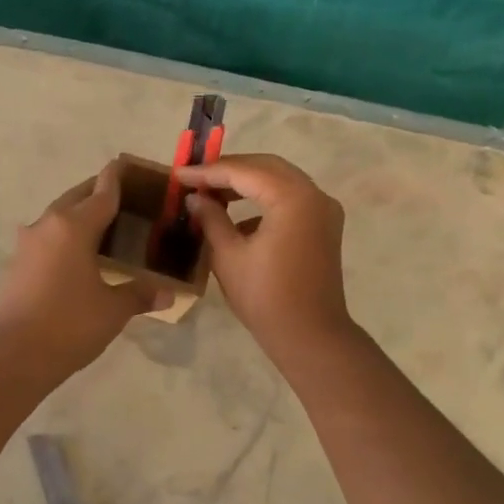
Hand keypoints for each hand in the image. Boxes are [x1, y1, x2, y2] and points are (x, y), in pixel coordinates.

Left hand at [0, 163, 170, 374]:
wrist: (12, 354)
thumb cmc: (69, 324)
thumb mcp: (112, 310)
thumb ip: (139, 295)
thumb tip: (168, 294)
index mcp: (74, 226)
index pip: (102, 193)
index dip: (117, 177)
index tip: (126, 163)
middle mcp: (48, 225)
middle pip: (76, 198)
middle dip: (97, 192)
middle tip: (121, 196)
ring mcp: (27, 243)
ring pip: (57, 217)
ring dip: (77, 215)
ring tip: (101, 225)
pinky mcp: (16, 263)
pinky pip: (46, 237)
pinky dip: (64, 236)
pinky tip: (76, 254)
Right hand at [176, 153, 352, 355]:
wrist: (310, 336)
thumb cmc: (265, 297)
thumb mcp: (228, 256)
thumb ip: (211, 219)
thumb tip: (195, 198)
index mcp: (292, 198)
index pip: (244, 172)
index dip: (208, 172)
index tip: (179, 174)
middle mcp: (314, 195)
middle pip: (266, 167)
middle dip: (229, 170)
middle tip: (195, 177)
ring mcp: (324, 210)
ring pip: (280, 180)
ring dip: (246, 183)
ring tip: (211, 192)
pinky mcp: (324, 226)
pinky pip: (290, 199)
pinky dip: (263, 199)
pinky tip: (236, 217)